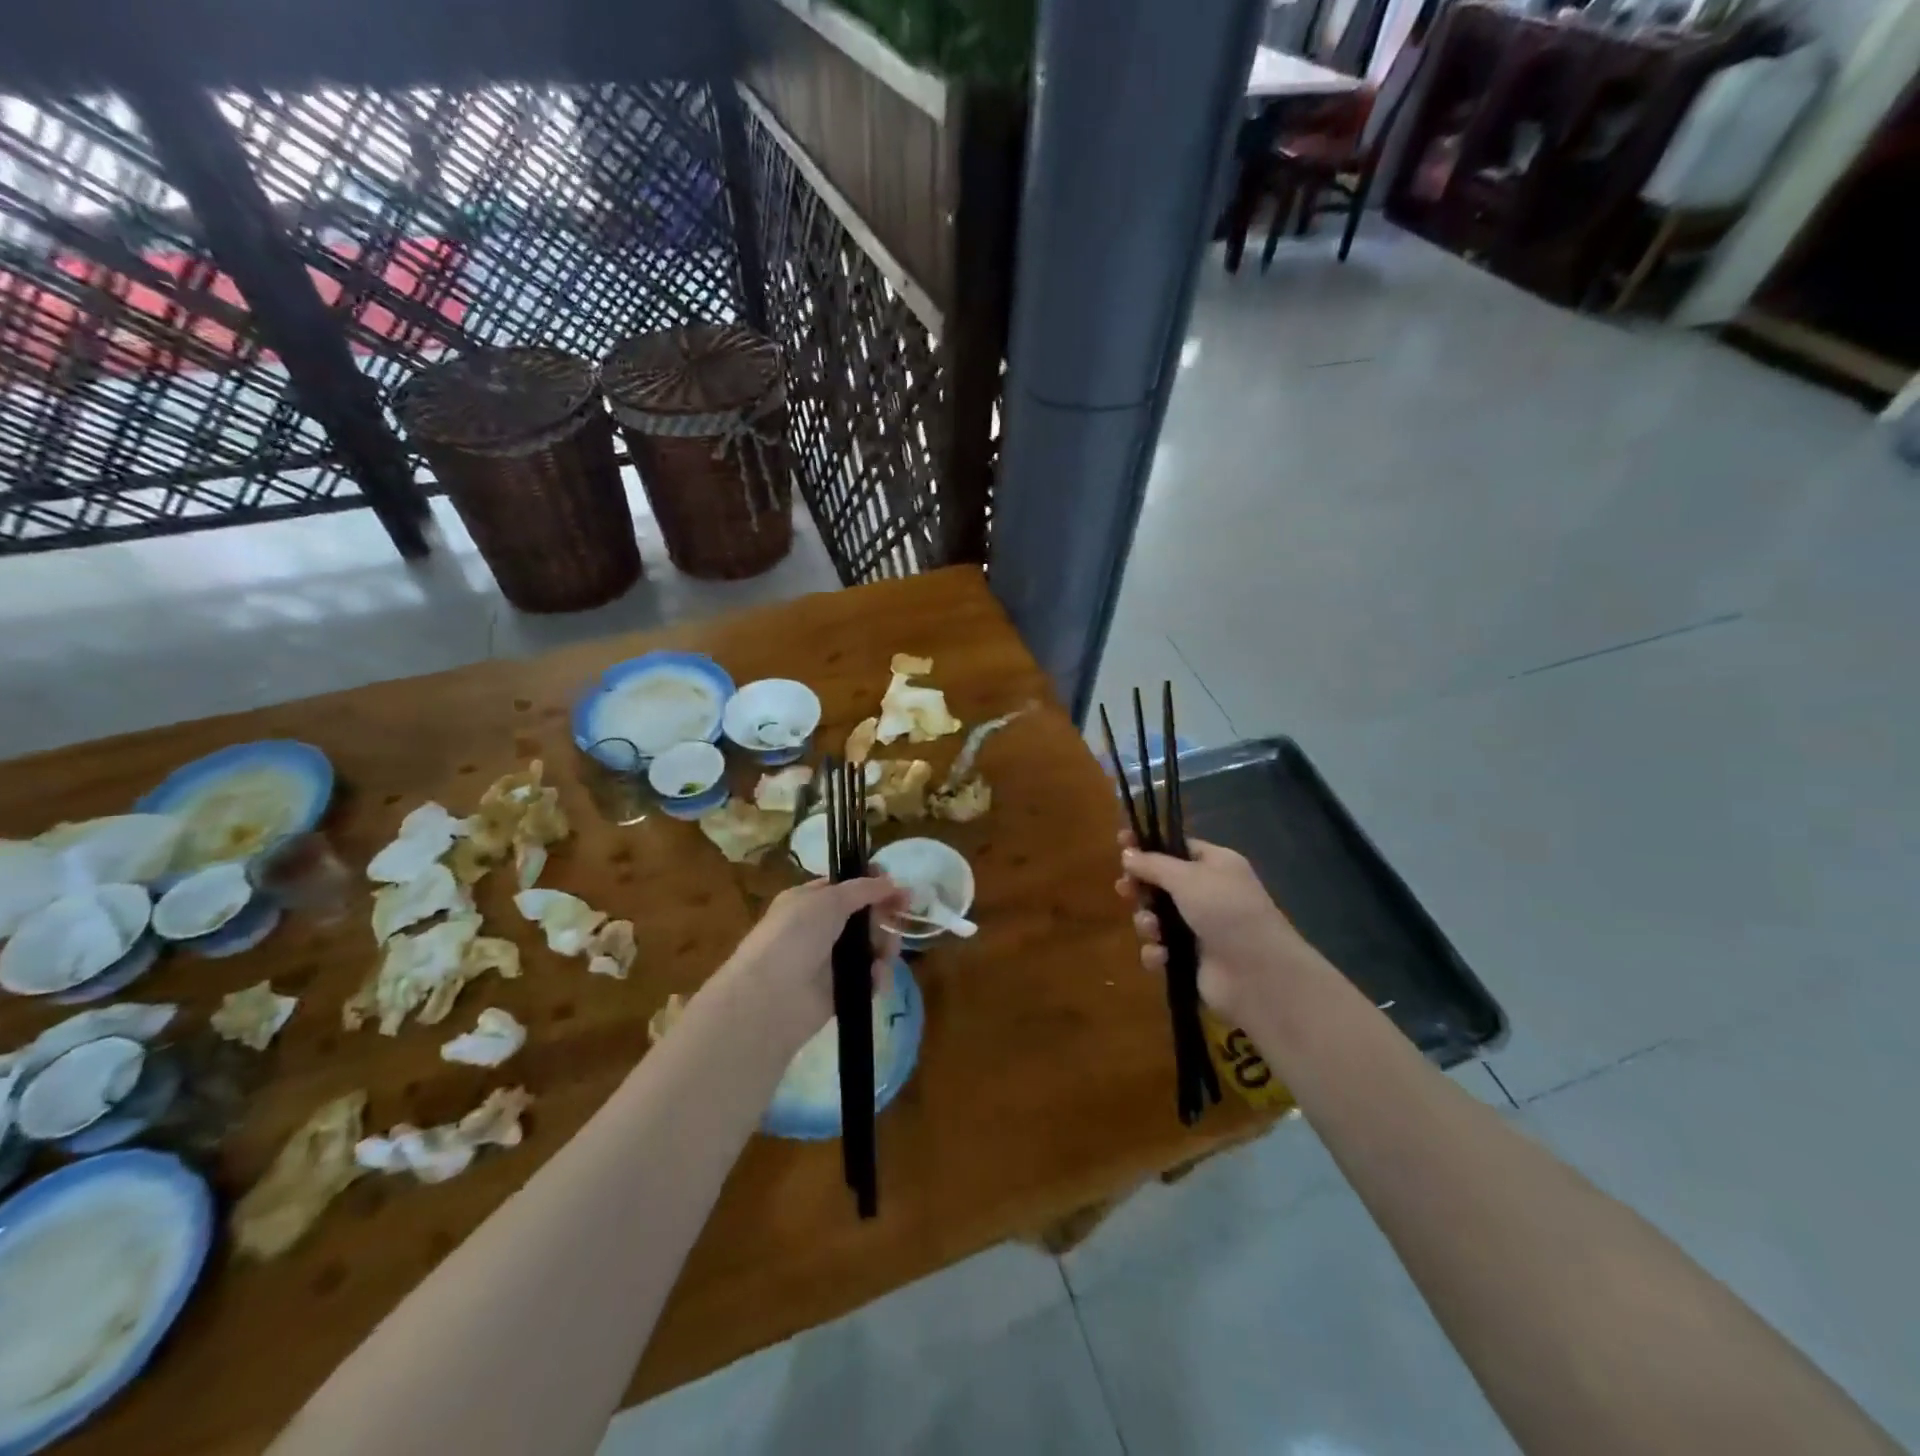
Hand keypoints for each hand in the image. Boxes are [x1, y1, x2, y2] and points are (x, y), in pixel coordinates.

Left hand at [721, 875, 908, 1044]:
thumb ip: (863, 889)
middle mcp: (820, 928)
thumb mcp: (828, 900)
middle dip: (884, 915)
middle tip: (900, 915)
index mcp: (809, 901)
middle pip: (864, 916)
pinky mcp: (841, 990)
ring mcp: (830, 961)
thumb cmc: (795, 936)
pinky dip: (877, 975)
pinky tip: (876, 976)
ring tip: (886, 952)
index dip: (873, 884)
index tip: (897, 886)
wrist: (771, 997)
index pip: (847, 887)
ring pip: (871, 947)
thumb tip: (890, 882)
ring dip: (885, 946)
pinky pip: (869, 977)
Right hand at [1115, 834, 1315, 1023]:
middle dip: (1141, 887)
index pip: (1177, 848)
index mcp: (1215, 865)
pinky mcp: (1191, 959)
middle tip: (1124, 889)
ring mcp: (1199, 928)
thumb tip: (1127, 854)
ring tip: (1151, 928)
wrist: (1259, 975)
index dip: (1148, 845)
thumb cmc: (1225, 911)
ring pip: (1156, 917)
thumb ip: (1153, 864)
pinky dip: (1157, 952)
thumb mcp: (1187, 878)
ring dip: (1146, 922)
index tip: (1121, 842)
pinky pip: (1161, 949)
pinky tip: (1162, 956)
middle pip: (1161, 883)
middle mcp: (1208, 893)